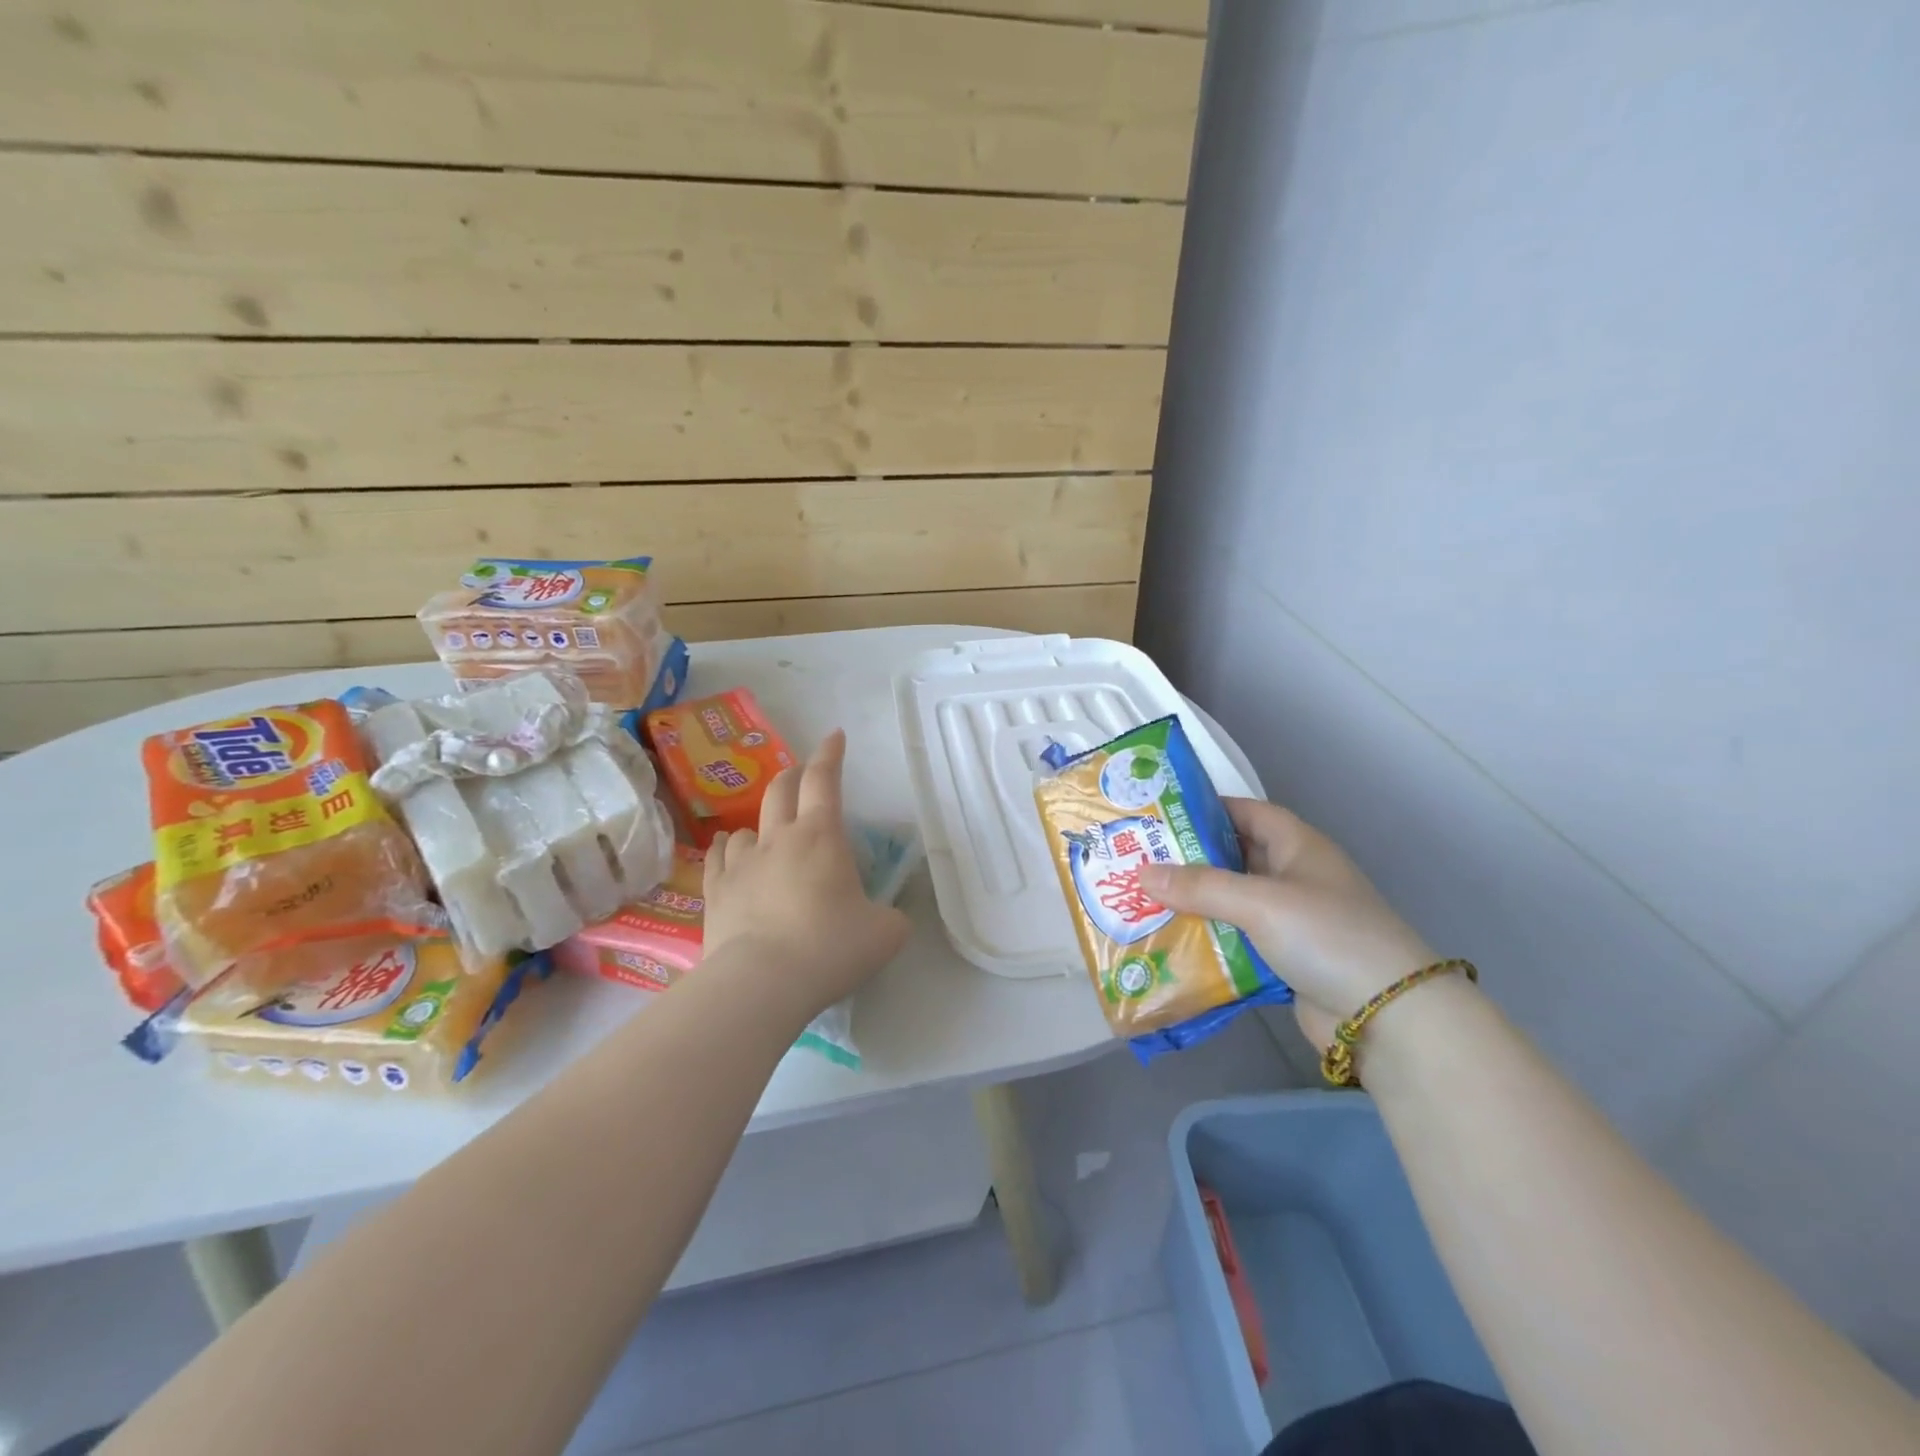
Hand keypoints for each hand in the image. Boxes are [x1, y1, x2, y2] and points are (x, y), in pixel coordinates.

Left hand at [701, 729, 910, 1018]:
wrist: (762, 982)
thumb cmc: (831, 948)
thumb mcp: (885, 933)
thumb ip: (892, 916)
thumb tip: (888, 916)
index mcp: (822, 837)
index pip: (826, 780)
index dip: (830, 754)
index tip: (834, 735)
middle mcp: (778, 839)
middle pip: (782, 790)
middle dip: (795, 775)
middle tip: (804, 774)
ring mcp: (742, 863)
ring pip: (746, 826)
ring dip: (760, 823)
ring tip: (767, 834)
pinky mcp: (715, 892)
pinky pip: (718, 858)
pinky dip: (727, 850)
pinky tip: (728, 853)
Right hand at [1137, 799, 1434, 1046]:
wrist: (1388, 1018)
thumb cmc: (1327, 936)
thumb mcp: (1261, 902)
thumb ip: (1201, 886)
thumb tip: (1142, 874)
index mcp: (1298, 847)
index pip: (1247, 813)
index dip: (1208, 809)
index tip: (1161, 815)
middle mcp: (1295, 877)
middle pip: (1235, 858)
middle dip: (1190, 860)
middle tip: (1138, 860)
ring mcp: (1293, 921)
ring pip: (1233, 902)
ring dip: (1195, 904)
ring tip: (1143, 901)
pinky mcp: (1287, 960)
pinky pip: (1238, 941)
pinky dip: (1209, 941)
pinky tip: (1171, 944)